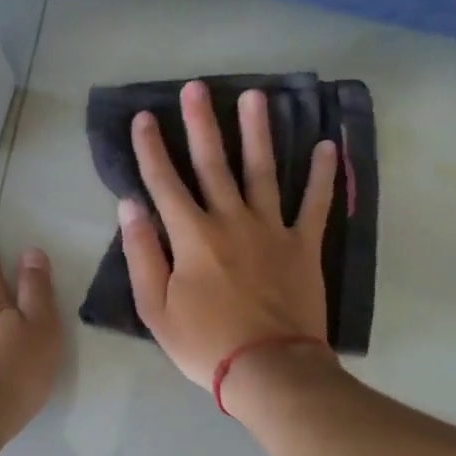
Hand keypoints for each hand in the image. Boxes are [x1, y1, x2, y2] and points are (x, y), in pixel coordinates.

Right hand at [119, 79, 338, 389]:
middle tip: (197, 87)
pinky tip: (326, 147)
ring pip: (262, 172)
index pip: (165, 183)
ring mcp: (271, 230)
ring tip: (256, 96)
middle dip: (201, 124)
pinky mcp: (303, 246)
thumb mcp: (156, 308)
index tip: (143, 118)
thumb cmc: (205, 344)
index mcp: (191, 237)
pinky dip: (322, 177)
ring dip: (258, 132)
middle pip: (214, 164)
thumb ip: (141, 255)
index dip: (151, 150)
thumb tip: (130, 207)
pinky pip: (315, 205)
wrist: (268, 369)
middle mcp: (231, 221)